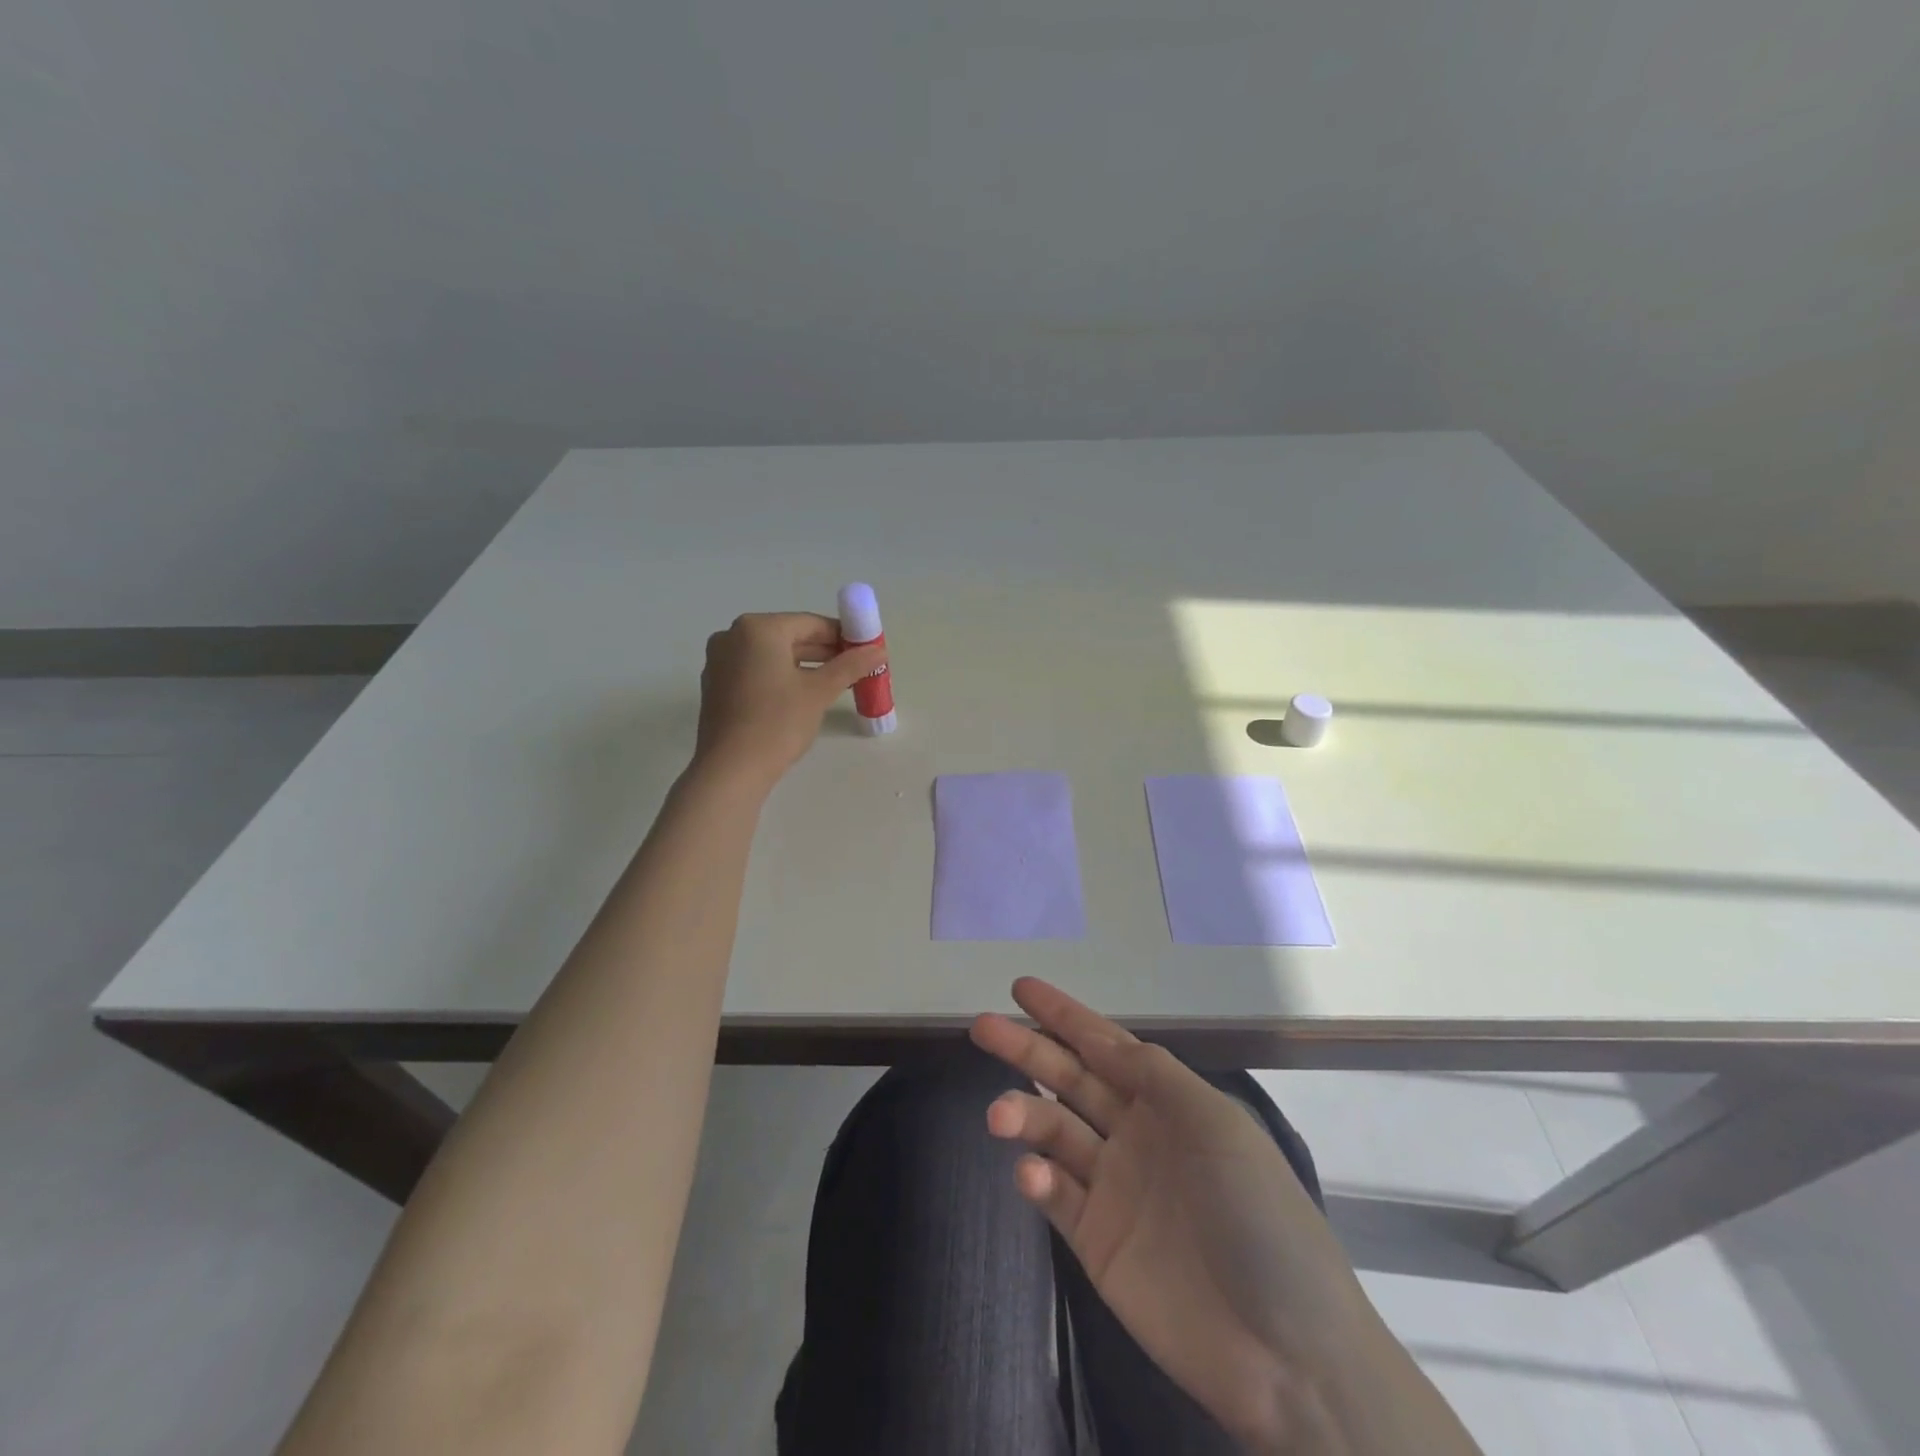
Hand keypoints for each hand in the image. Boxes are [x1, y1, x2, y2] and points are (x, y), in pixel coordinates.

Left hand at [692, 613, 884, 789]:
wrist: (731, 769)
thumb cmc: (777, 722)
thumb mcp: (819, 692)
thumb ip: (850, 666)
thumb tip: (878, 650)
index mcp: (758, 628)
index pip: (810, 623)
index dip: (842, 636)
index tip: (865, 651)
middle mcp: (733, 636)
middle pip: (790, 637)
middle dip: (824, 652)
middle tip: (855, 669)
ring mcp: (720, 661)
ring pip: (773, 656)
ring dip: (805, 666)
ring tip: (835, 684)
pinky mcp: (716, 686)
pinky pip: (756, 671)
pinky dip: (781, 677)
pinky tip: (802, 697)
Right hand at [971, 979, 1375, 1450]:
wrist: (1288, 1353)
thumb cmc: (1259, 1217)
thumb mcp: (1218, 1126)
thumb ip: (1157, 1076)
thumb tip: (1107, 1039)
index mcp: (1168, 1103)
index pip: (1105, 1045)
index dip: (1064, 1015)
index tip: (1020, 987)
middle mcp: (1135, 1135)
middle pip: (1070, 1079)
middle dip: (1027, 1050)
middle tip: (982, 1027)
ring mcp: (1113, 1189)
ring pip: (1054, 1133)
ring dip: (1024, 1115)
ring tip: (998, 1115)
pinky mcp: (1096, 1243)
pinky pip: (1057, 1197)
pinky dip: (1037, 1179)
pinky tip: (1032, 1176)